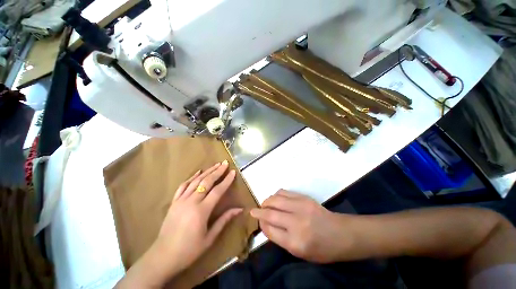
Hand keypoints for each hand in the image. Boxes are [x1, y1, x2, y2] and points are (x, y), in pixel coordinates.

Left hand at [118, 161, 241, 287]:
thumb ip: (224, 220)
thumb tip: (239, 209)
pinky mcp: (174, 202)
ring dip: (207, 171)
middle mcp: (191, 202)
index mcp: (201, 211)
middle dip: (217, 171)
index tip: (233, 172)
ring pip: (196, 181)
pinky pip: (183, 186)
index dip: (226, 180)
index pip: (217, 191)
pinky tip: (198, 172)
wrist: (163, 257)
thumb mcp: (210, 238)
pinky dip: (191, 177)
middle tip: (225, 163)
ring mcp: (181, 200)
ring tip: (215, 165)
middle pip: (206, 182)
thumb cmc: (189, 250)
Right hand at [250, 190, 352, 262]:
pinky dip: (276, 195)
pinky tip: (275, 199)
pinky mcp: (304, 197)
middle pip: (270, 213)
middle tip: (255, 211)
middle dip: (259, 211)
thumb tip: (265, 224)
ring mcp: (300, 207)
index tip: (258, 221)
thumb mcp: (299, 253)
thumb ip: (280, 238)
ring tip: (264, 204)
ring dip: (266, 201)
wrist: (341, 234)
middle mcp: (296, 223)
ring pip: (275, 199)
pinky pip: (284, 193)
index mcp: (295, 242)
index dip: (261, 224)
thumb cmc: (321, 249)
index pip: (269, 229)